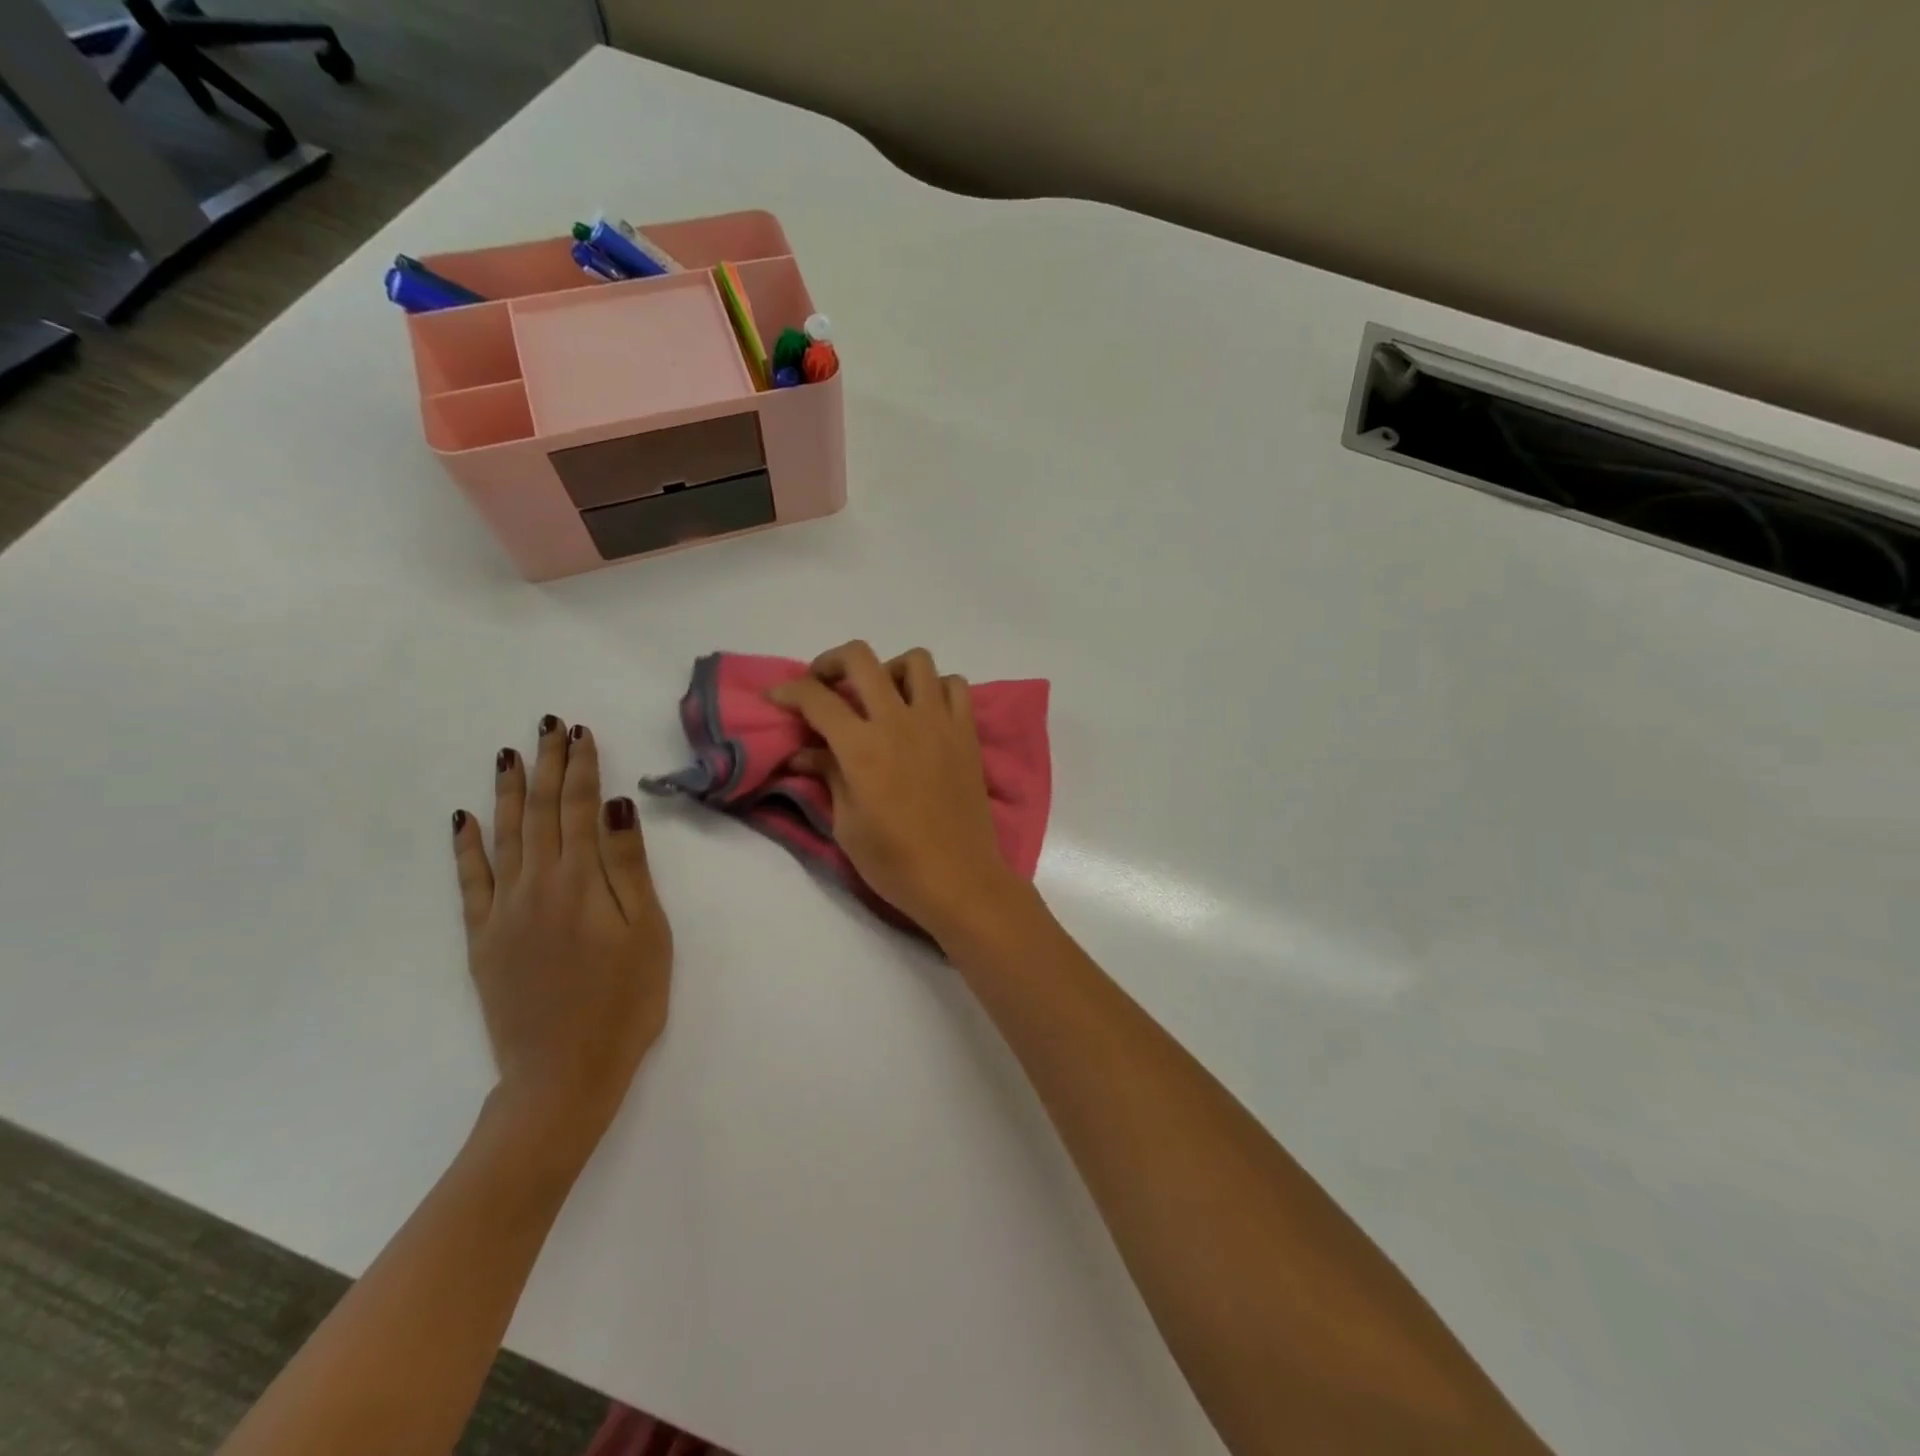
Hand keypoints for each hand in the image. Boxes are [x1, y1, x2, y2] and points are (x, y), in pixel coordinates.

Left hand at [451, 717, 672, 1155]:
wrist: (564, 1074)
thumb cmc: (625, 1001)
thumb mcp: (647, 931)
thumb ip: (628, 865)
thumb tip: (615, 805)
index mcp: (581, 881)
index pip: (579, 808)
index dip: (581, 767)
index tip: (580, 732)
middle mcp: (536, 885)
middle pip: (540, 812)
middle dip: (546, 765)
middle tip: (547, 725)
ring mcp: (503, 911)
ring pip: (503, 837)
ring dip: (507, 792)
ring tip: (508, 754)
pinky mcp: (482, 939)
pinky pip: (469, 882)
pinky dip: (465, 847)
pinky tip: (464, 820)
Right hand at [768, 642, 1030, 944]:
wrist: (958, 879)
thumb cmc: (894, 861)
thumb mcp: (846, 824)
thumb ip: (828, 776)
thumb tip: (804, 753)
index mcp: (862, 747)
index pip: (816, 698)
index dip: (788, 691)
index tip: (777, 697)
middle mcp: (899, 721)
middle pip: (861, 659)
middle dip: (831, 662)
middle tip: (823, 684)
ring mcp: (938, 722)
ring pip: (915, 660)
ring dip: (889, 669)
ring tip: (880, 696)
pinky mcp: (967, 732)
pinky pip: (954, 685)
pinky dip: (935, 687)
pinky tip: (923, 711)